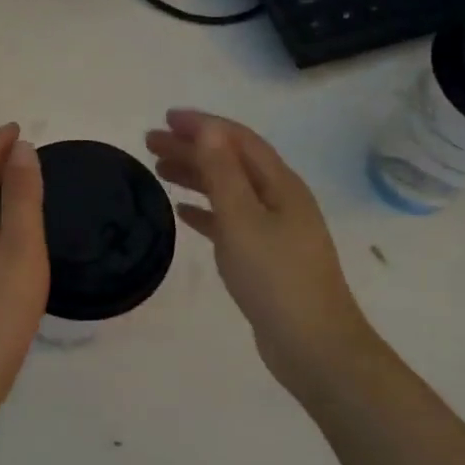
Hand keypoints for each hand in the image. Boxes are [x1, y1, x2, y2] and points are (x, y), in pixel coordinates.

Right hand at [146, 110, 375, 406]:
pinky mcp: (265, 256)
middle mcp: (279, 199)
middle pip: (231, 162)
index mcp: (280, 184)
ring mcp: (274, 229)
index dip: (203, 125)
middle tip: (151, 143)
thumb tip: (207, 128)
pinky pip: (230, 221)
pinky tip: (183, 213)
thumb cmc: (275, 277)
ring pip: (229, 190)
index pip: (237, 140)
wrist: (313, 345)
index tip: (165, 118)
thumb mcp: (243, 219)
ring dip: (196, 176)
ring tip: (160, 170)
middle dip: (193, 148)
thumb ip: (222, 173)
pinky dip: (205, 211)